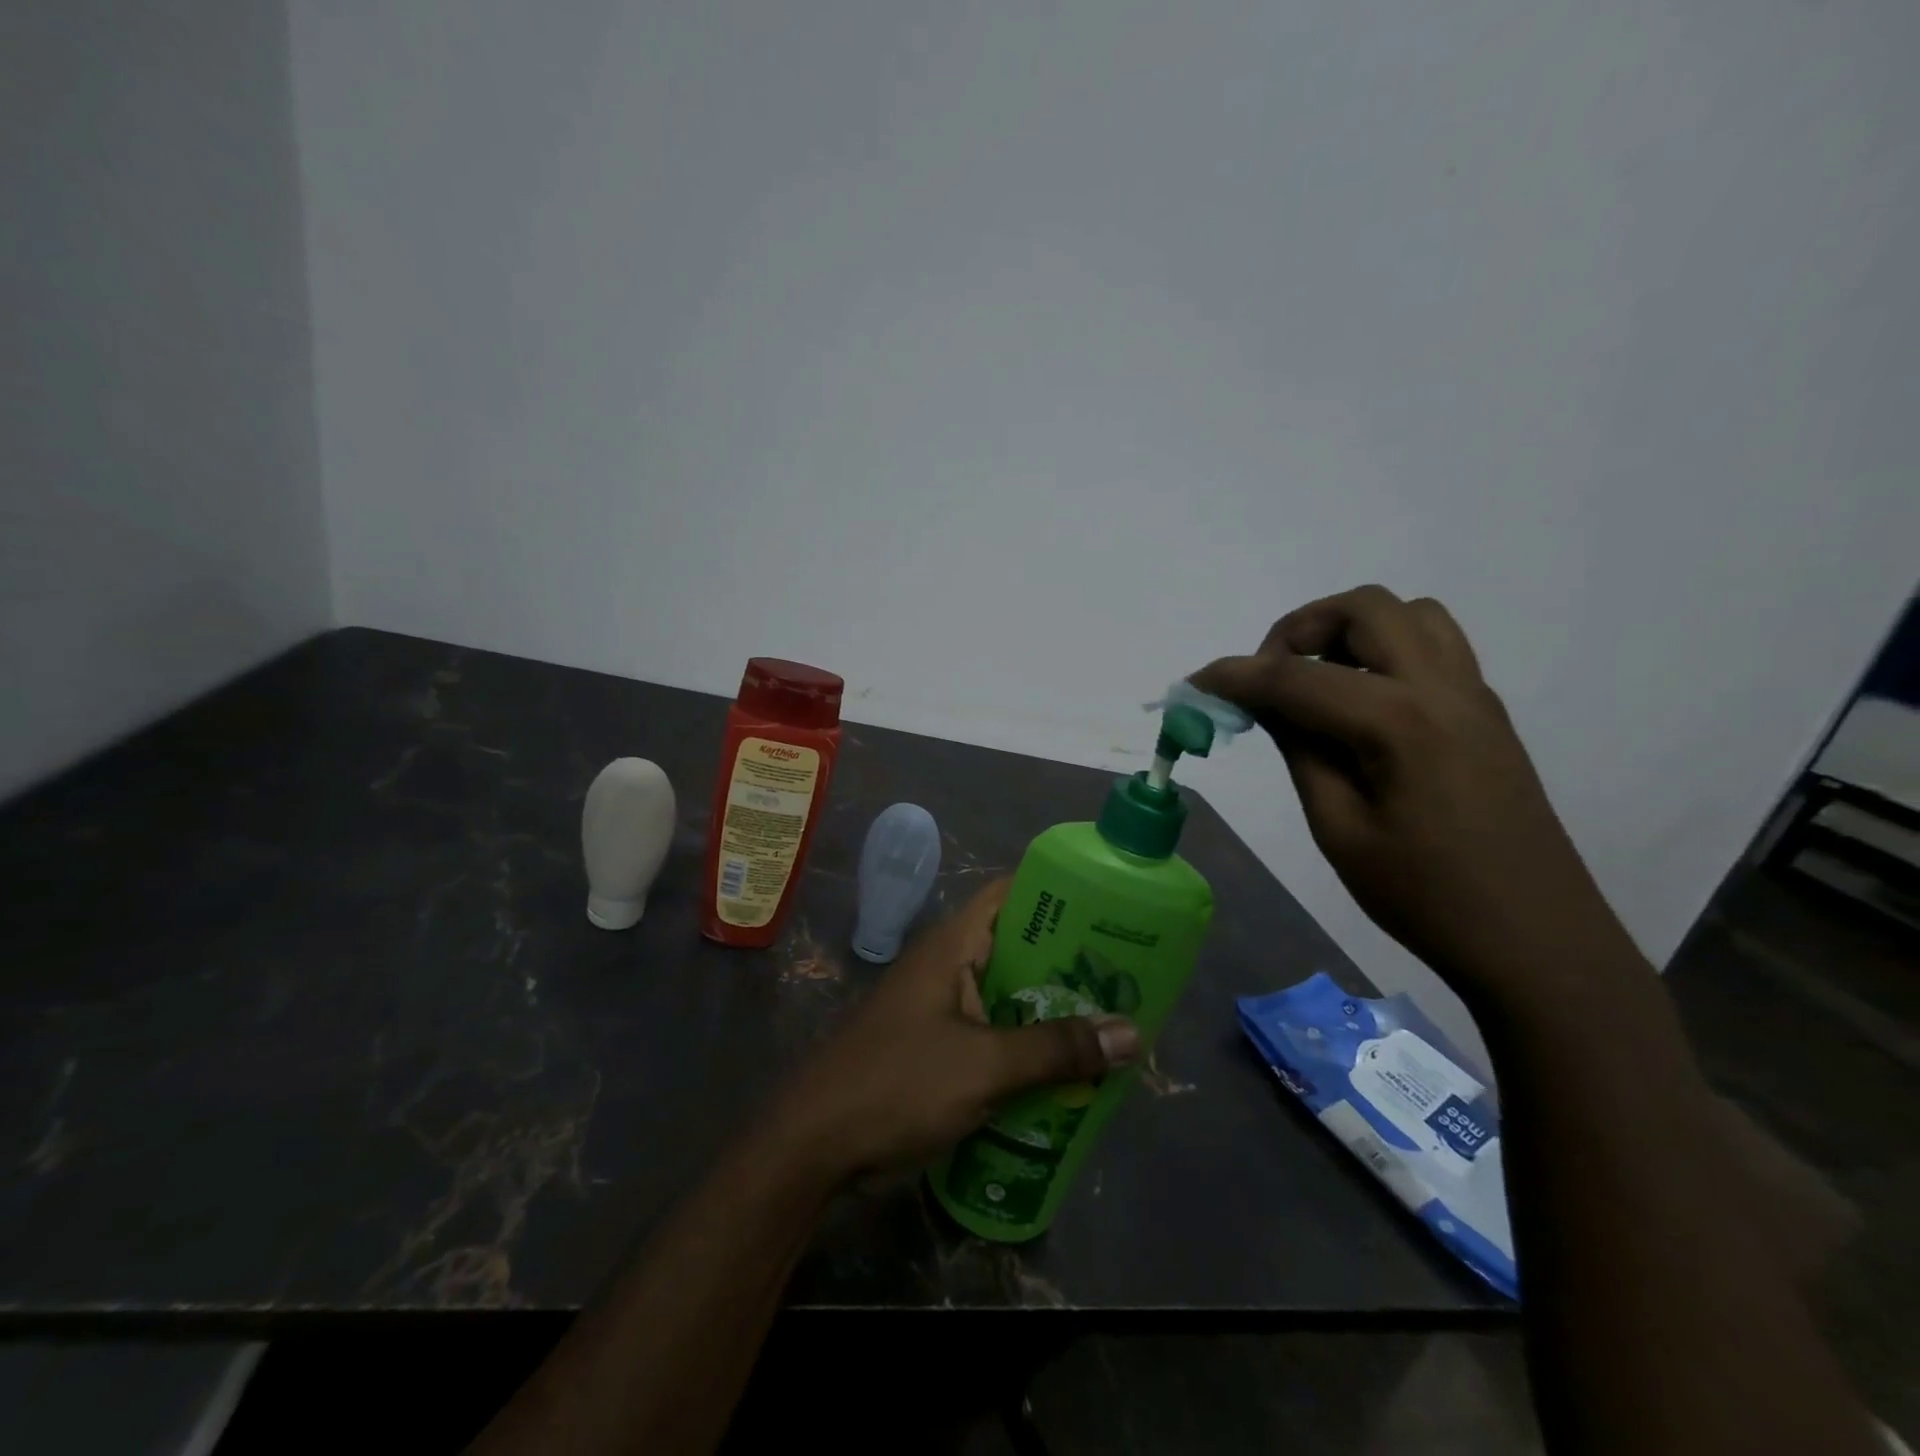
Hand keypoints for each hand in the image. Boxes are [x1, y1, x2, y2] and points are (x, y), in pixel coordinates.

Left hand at [767, 880, 1139, 1178]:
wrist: (815, 1147)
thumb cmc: (898, 1084)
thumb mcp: (984, 1065)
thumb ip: (1056, 1049)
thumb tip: (1133, 1033)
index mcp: (953, 946)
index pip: (1010, 894)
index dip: (1058, 892)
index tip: (1110, 907)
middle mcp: (949, 967)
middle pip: (1018, 948)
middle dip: (1069, 963)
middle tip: (1127, 977)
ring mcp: (941, 1010)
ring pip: (1009, 997)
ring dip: (1052, 1012)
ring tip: (1111, 1025)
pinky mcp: (938, 1049)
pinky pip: (994, 1035)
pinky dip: (1028, 1048)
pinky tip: (1068, 1073)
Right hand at [1191, 585, 1634, 1002]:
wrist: (1535, 939)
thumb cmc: (1424, 896)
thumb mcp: (1339, 829)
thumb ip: (1300, 750)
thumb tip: (1265, 703)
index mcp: (1399, 722)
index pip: (1296, 678)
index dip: (1234, 676)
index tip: (1194, 685)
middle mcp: (1442, 688)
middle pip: (1364, 608)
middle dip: (1299, 629)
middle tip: (1267, 678)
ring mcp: (1472, 695)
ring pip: (1407, 615)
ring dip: (1348, 630)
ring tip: (1314, 682)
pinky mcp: (1484, 712)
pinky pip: (1432, 646)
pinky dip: (1382, 650)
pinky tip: (1358, 704)